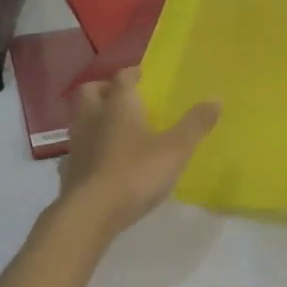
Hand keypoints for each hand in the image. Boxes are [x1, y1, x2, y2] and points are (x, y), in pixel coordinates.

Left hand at [58, 68, 219, 237]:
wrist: (91, 213)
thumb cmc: (136, 172)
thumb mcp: (176, 149)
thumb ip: (195, 123)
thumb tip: (216, 98)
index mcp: (118, 104)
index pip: (123, 77)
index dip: (134, 74)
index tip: (146, 77)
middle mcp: (92, 117)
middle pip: (92, 91)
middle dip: (107, 90)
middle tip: (127, 100)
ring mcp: (76, 143)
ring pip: (82, 119)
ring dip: (96, 119)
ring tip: (118, 131)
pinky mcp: (69, 169)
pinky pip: (79, 148)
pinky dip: (91, 148)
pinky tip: (106, 161)